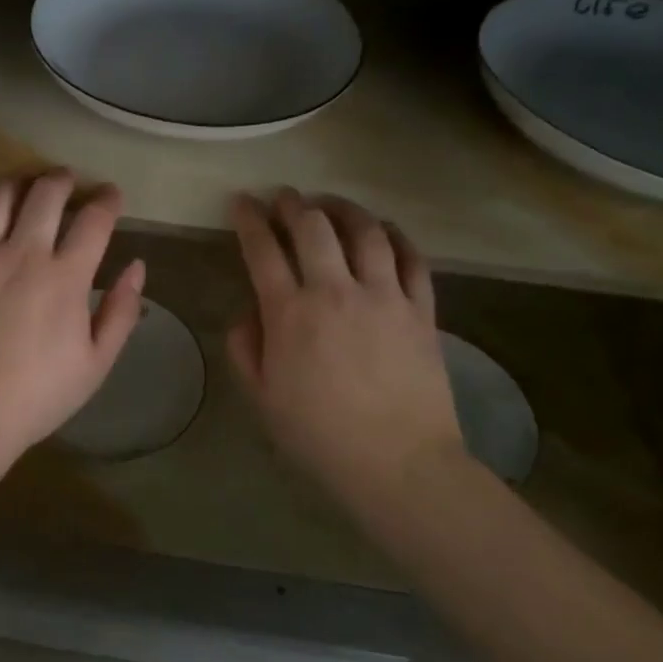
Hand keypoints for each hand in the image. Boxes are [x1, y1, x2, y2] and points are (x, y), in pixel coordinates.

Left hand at [0, 172, 145, 469]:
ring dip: (17, 182)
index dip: (107, 200)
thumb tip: (137, 267)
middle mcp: (22, 254)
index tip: (112, 195)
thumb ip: (120, 312)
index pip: (94, 220)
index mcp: (65, 277)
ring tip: (24, 183)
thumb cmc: (34, 397)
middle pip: (45, 195)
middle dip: (62, 180)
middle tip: (67, 179)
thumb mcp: (95, 364)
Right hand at [227, 189, 465, 515]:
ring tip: (331, 204)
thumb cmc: (320, 435)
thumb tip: (250, 312)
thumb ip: (246, 348)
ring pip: (365, 232)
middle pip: (313, 227)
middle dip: (293, 204)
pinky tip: (385, 232)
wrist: (398, 464)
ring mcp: (384, 296)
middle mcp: (335, 291)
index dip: (249, 219)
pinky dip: (396, 237)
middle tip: (284, 197)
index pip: (263, 249)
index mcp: (290, 313)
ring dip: (344, 209)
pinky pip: (412, 259)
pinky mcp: (421, 310)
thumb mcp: (263, 397)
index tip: (241, 202)